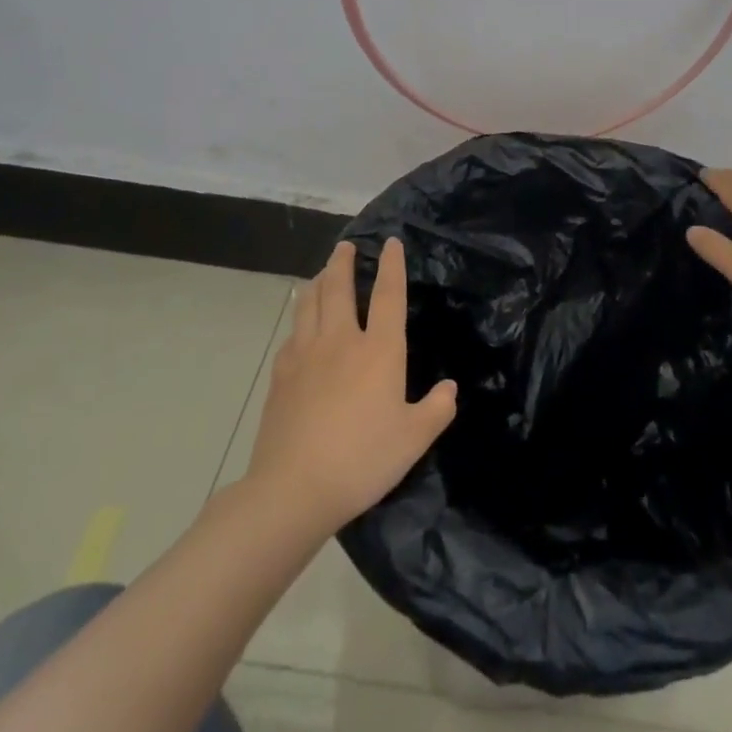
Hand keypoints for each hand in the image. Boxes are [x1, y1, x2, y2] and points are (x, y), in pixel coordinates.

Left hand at [243, 239, 456, 532]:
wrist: (293, 489)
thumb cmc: (362, 460)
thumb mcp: (413, 440)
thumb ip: (436, 410)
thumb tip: (450, 388)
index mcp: (378, 351)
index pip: (388, 295)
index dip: (391, 266)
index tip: (391, 242)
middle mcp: (340, 341)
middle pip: (338, 287)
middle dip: (343, 262)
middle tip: (346, 246)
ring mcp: (305, 355)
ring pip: (309, 303)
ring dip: (317, 281)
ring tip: (322, 273)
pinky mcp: (281, 375)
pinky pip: (292, 333)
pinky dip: (299, 318)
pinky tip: (300, 325)